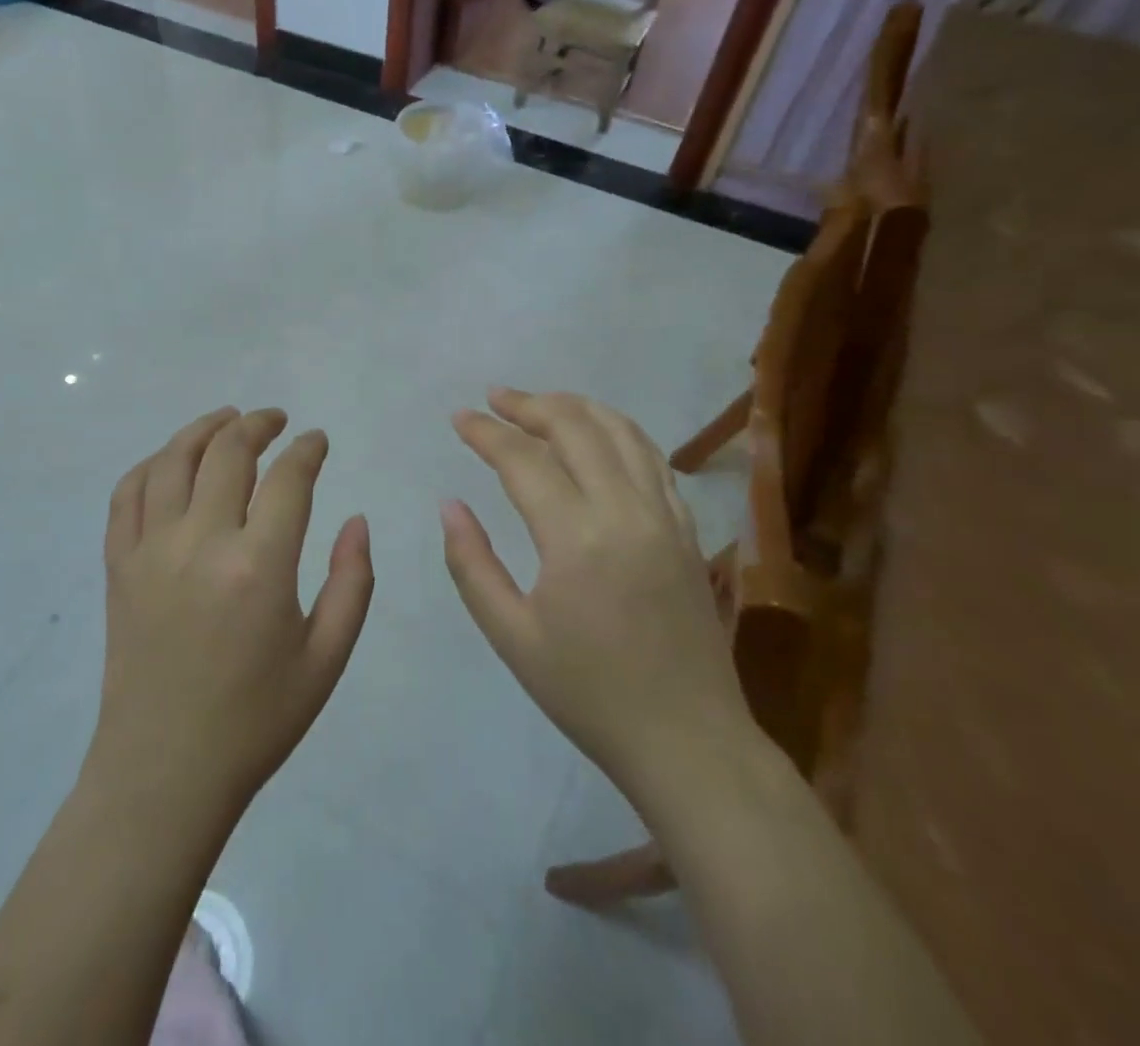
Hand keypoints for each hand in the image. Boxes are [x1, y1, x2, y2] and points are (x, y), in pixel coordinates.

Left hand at [90, 407, 373, 825]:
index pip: (288, 478)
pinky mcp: (118, 565)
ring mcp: (150, 550)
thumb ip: (352, 582)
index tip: (318, 440)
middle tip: (278, 420)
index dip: (308, 449)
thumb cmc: (256, 719)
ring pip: (172, 460)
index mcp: (258, 566)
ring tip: (228, 420)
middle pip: (228, 452)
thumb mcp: (326, 659)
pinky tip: (171, 462)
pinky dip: (151, 465)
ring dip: (203, 429)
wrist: (165, 771)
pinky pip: (126, 494)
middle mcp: (200, 543)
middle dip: (258, 424)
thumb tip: (357, 519)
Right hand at [442, 388, 754, 810]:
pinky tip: (597, 436)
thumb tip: (449, 505)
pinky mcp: (687, 529)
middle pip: (575, 426)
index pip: (523, 459)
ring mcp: (665, 515)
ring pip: (621, 431)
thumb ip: (472, 563)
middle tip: (494, 398)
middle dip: (529, 404)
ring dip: (576, 407)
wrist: (689, 741)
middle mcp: (626, 510)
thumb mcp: (512, 636)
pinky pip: (652, 458)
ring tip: (540, 403)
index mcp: (577, 537)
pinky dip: (618, 431)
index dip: (486, 432)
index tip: (458, 417)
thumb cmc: (589, 694)